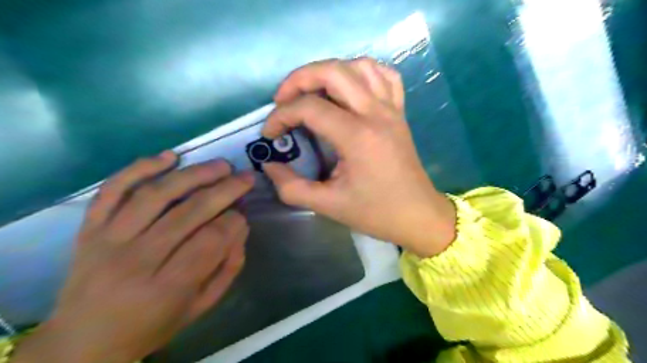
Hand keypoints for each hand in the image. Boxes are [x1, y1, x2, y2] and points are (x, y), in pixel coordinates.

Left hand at [13, 152, 255, 362]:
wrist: (84, 342)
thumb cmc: (152, 325)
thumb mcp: (201, 306)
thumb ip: (227, 267)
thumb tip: (240, 226)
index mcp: (167, 288)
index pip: (211, 240)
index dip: (234, 221)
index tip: (243, 214)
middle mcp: (136, 260)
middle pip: (188, 212)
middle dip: (225, 190)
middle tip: (245, 177)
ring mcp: (107, 240)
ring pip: (155, 194)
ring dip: (193, 174)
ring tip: (220, 165)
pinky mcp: (89, 228)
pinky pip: (113, 190)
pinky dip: (140, 168)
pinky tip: (169, 157)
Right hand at [262, 58, 453, 257]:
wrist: (418, 215)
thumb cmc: (376, 212)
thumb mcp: (329, 206)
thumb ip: (292, 187)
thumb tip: (269, 166)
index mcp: (357, 136)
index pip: (309, 108)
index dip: (280, 116)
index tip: (270, 134)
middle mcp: (376, 113)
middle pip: (333, 71)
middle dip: (299, 79)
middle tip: (282, 100)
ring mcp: (391, 109)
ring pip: (359, 66)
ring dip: (329, 71)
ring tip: (312, 91)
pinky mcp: (400, 112)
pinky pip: (385, 76)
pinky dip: (363, 72)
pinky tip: (350, 87)